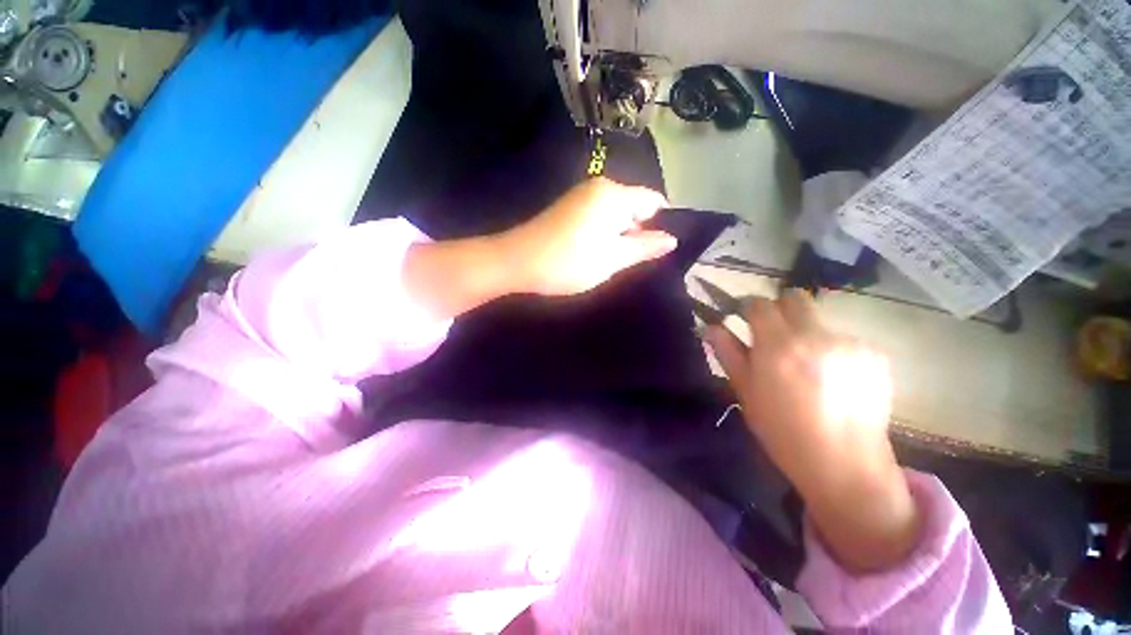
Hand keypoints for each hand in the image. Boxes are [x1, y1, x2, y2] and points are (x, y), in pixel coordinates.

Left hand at [498, 178, 676, 295]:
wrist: (517, 262)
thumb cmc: (569, 262)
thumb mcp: (612, 259)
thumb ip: (644, 247)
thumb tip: (671, 239)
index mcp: (614, 195)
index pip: (653, 201)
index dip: (661, 224)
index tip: (658, 250)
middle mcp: (599, 187)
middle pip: (634, 206)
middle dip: (639, 232)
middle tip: (634, 261)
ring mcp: (581, 196)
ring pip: (616, 214)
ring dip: (620, 236)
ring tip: (615, 260)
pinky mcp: (569, 207)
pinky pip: (599, 216)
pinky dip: (604, 234)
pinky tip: (597, 253)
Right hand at [706, 290, 919, 572]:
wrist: (845, 464)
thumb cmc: (782, 430)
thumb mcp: (745, 391)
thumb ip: (728, 353)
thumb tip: (711, 327)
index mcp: (778, 346)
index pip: (760, 304)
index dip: (749, 308)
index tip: (745, 319)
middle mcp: (816, 336)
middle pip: (796, 298)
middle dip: (781, 309)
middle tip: (776, 336)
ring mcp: (850, 344)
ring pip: (821, 320)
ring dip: (808, 333)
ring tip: (808, 367)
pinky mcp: (875, 355)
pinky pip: (845, 339)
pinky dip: (834, 351)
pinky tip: (835, 380)